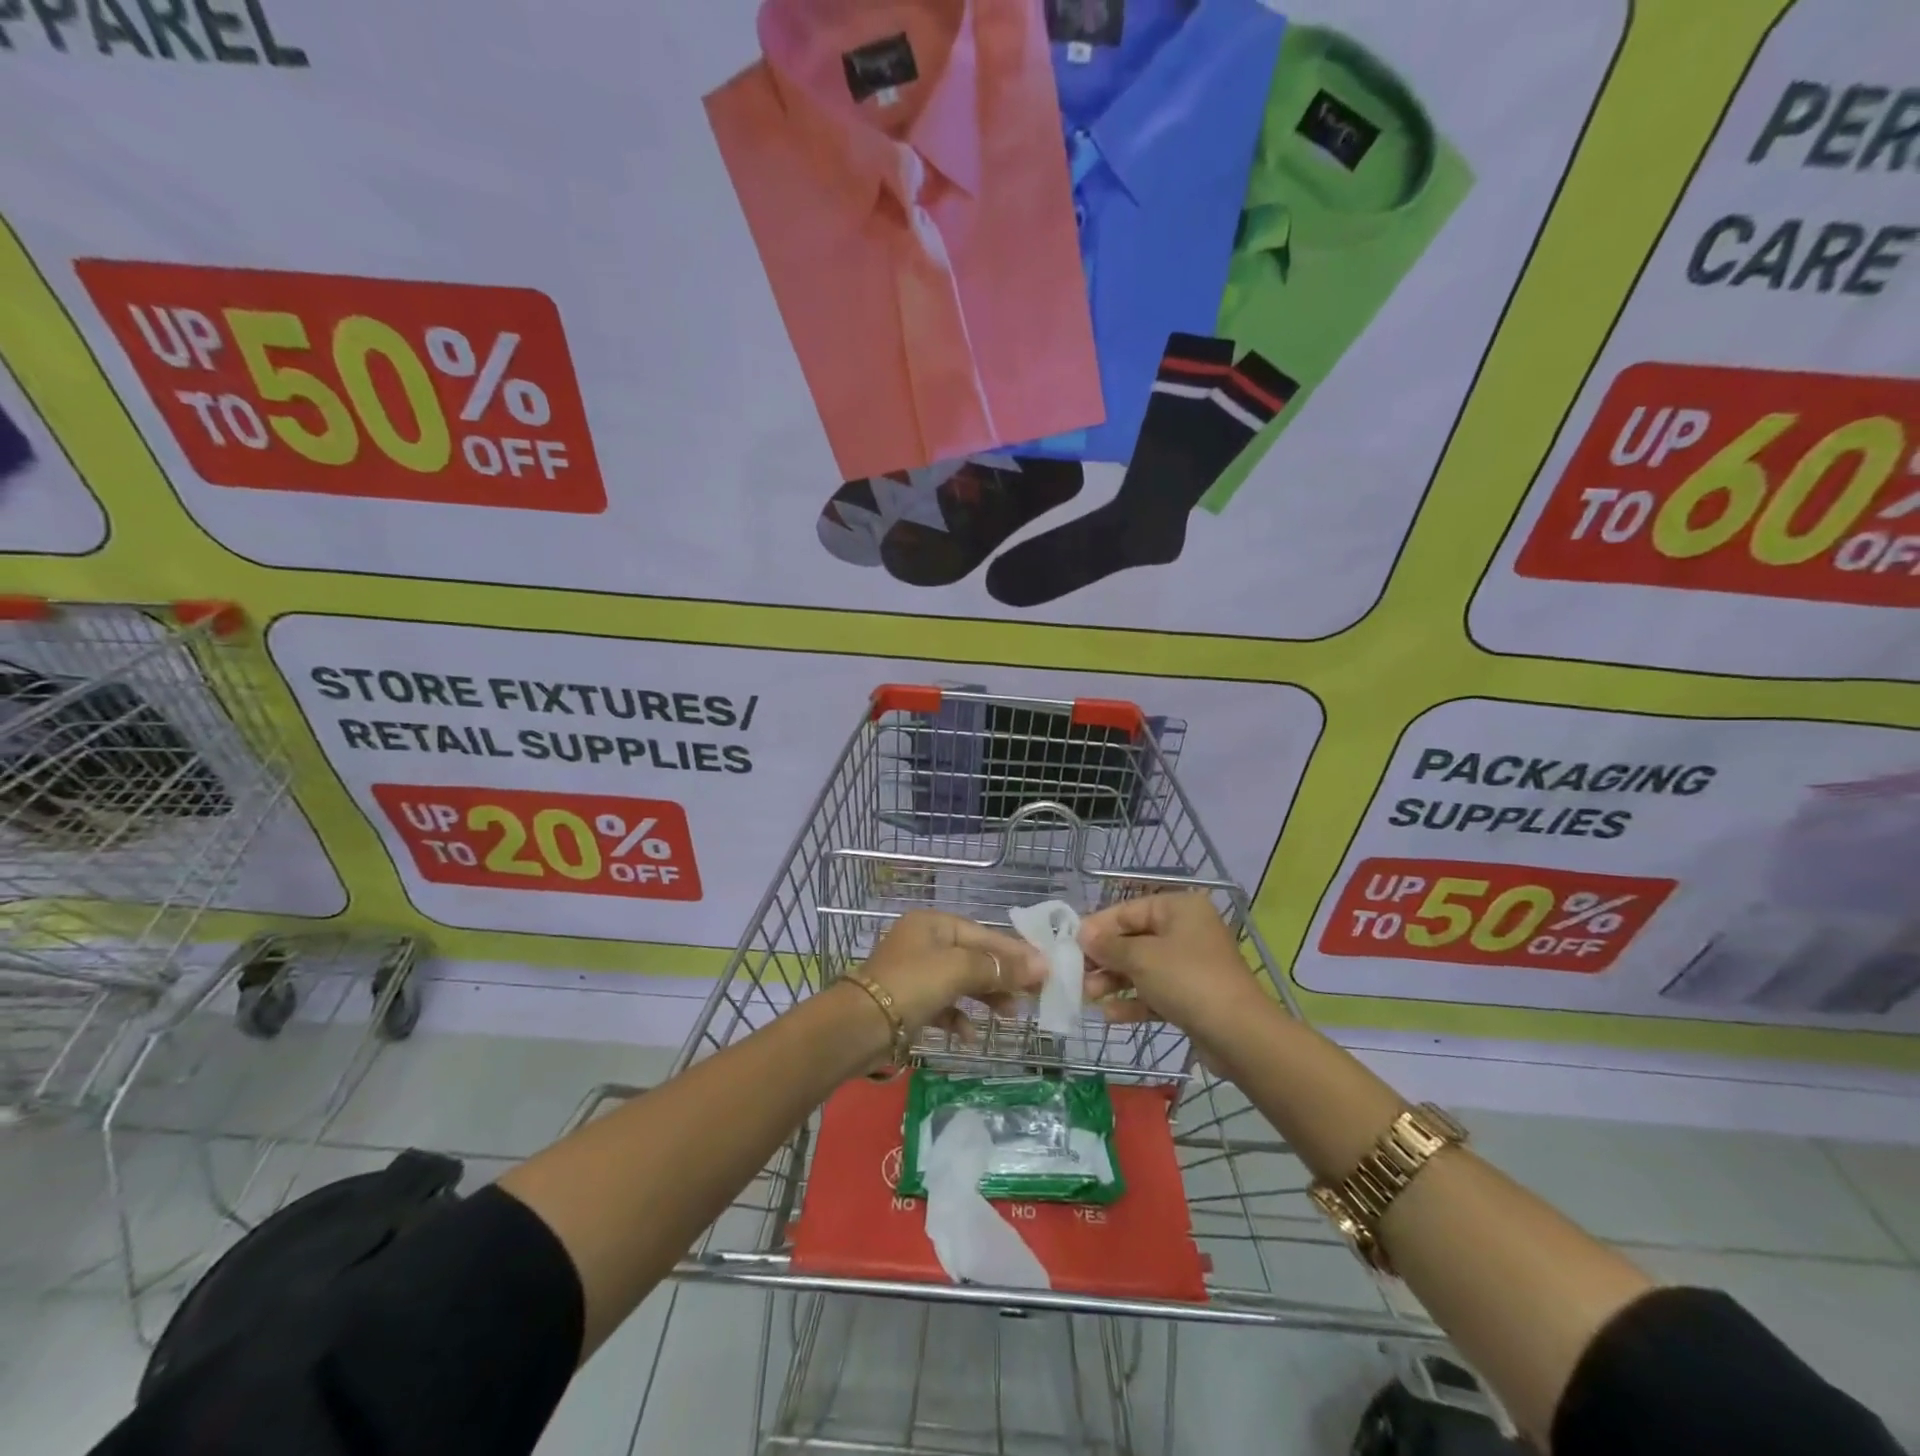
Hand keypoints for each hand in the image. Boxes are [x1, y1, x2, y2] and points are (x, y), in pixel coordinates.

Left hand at [858, 909, 1047, 1039]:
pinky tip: (970, 1036)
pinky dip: (959, 1018)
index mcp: (934, 924)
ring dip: (986, 998)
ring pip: (961, 982)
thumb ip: (999, 967)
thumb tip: (1042, 965)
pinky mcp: (908, 1002)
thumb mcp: (959, 970)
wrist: (858, 1026)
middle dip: (1002, 977)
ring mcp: (915, 972)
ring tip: (1010, 1016)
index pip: (984, 934)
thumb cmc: (912, 985)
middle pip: (974, 957)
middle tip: (1032, 996)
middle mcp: (924, 942)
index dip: (1015, 953)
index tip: (1045, 971)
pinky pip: (943, 1006)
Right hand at [1077, 891, 1262, 1031]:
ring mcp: (1191, 965)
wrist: (1238, 1035)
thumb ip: (1108, 945)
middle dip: (1104, 959)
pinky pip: (1155, 992)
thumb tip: (1083, 934)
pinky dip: (1133, 1000)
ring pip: (1143, 968)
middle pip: (1134, 939)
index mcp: (1179, 908)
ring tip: (1087, 997)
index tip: (1071, 945)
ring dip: (1114, 981)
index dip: (1098, 927)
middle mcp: (1186, 931)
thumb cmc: (1187, 980)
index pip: (1128, 910)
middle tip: (1077, 975)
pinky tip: (1109, 1015)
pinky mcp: (1193, 997)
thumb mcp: (1141, 958)